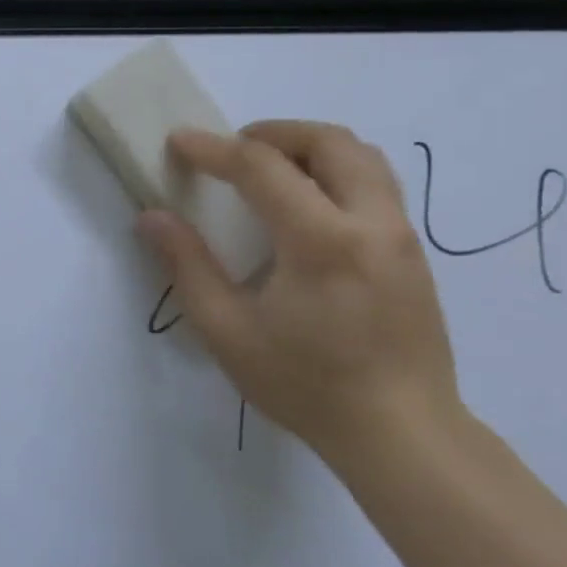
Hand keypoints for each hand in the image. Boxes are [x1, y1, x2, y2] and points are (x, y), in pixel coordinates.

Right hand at [137, 121, 462, 466]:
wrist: (401, 433)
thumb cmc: (306, 384)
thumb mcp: (228, 331)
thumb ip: (188, 266)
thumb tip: (152, 217)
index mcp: (321, 240)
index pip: (262, 167)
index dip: (214, 149)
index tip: (179, 142)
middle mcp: (370, 222)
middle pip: (329, 142)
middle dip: (273, 133)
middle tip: (232, 150)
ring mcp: (401, 235)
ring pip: (362, 157)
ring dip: (310, 147)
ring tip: (270, 169)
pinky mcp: (414, 252)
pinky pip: (377, 184)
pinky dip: (336, 171)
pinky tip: (307, 207)